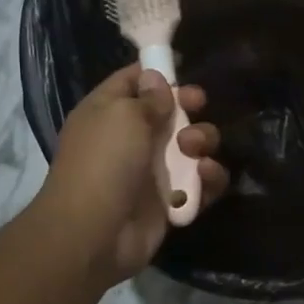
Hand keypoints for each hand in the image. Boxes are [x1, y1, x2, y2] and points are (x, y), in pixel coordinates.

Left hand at [34, 65, 229, 286]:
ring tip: (194, 149)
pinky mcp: (171, 201)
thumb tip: (156, 79)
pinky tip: (206, 175)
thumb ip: (148, 97)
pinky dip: (209, 178)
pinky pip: (200, 183)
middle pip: (170, 113)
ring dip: (202, 141)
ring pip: (191, 147)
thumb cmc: (104, 162)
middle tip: (198, 105)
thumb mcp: (123, 116)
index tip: (183, 71)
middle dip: (189, 107)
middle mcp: (130, 139)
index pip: (133, 82)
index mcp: (108, 112)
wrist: (94, 233)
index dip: (158, 73)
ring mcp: (151, 171)